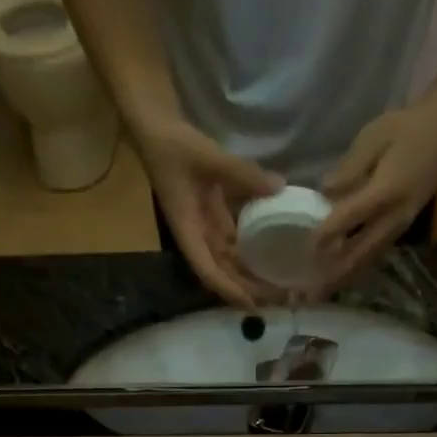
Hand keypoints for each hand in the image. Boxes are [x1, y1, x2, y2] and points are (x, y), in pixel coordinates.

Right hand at [136, 118, 284, 309]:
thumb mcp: (209, 158)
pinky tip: (272, 256)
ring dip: (250, 275)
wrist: (157, 130)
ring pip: (229, 262)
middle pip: (222, 274)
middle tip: (276, 300)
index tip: (251, 306)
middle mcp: (197, 238)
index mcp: (188, 232)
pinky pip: (235, 243)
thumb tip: (279, 187)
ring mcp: (206, 229)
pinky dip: (250, 252)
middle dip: (246, 290)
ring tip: (278, 285)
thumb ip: (243, 174)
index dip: (229, 290)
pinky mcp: (214, 218)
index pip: (208, 271)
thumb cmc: (175, 147)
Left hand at [310, 97, 436, 296]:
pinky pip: (374, 256)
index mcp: (385, 191)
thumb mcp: (375, 136)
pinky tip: (340, 278)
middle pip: (359, 254)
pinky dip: (355, 269)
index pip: (350, 218)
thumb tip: (325, 191)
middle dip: (333, 276)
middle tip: (310, 297)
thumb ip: (350, 167)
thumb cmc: (408, 128)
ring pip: (367, 261)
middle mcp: (393, 217)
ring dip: (343, 279)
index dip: (327, 235)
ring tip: (321, 296)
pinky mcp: (400, 230)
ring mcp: (399, 227)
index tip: (305, 249)